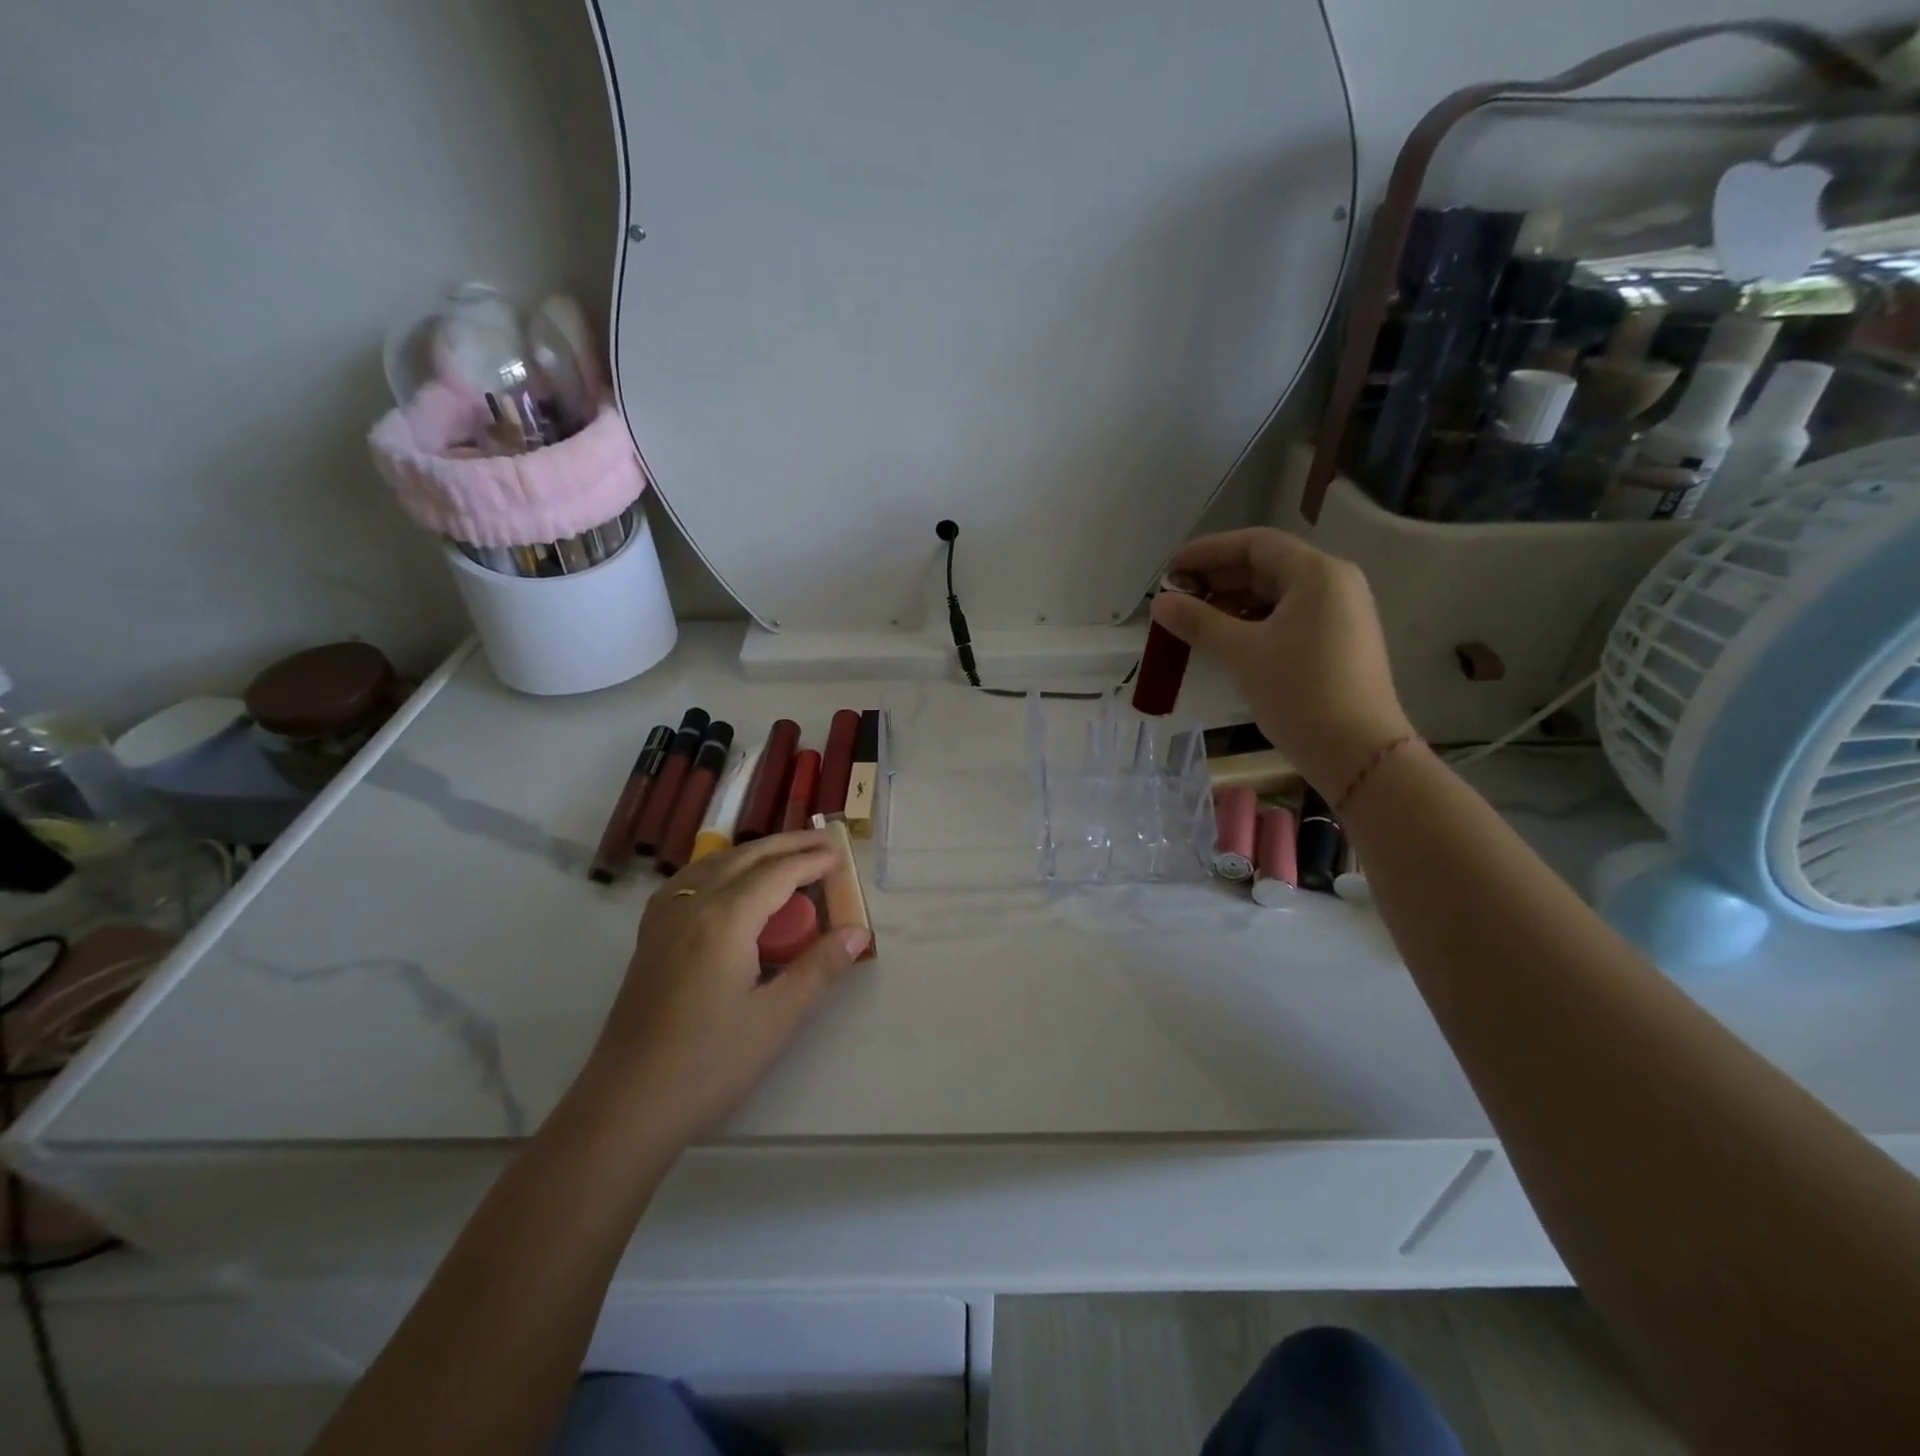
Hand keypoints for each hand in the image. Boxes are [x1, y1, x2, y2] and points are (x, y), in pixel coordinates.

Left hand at [578, 830, 869, 1149]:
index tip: (842, 856)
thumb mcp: (775, 1018)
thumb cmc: (708, 1064)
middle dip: (786, 845)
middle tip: (824, 841)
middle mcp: (691, 905)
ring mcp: (664, 920)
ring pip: (713, 864)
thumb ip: (818, 968)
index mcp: (724, 919)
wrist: (626, 1106)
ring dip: (753, 853)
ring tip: (784, 855)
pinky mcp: (650, 939)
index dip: (812, 862)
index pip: (777, 873)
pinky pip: (688, 882)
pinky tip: (726, 883)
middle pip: (745, 857)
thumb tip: (857, 932)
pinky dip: (719, 868)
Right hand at [1152, 528, 1413, 795]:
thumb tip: (1160, 603)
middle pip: (1265, 567)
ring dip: (1231, 603)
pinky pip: (1286, 618)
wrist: (1357, 751)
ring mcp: (1339, 614)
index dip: (1208, 552)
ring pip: (1275, 595)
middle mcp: (1333, 584)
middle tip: (1174, 598)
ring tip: (1191, 621)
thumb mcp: (1242, 653)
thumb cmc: (1300, 692)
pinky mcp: (1336, 642)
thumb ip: (1198, 621)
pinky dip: (1252, 622)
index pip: (1255, 544)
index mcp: (1317, 574)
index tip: (1171, 570)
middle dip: (1217, 579)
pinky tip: (1223, 640)